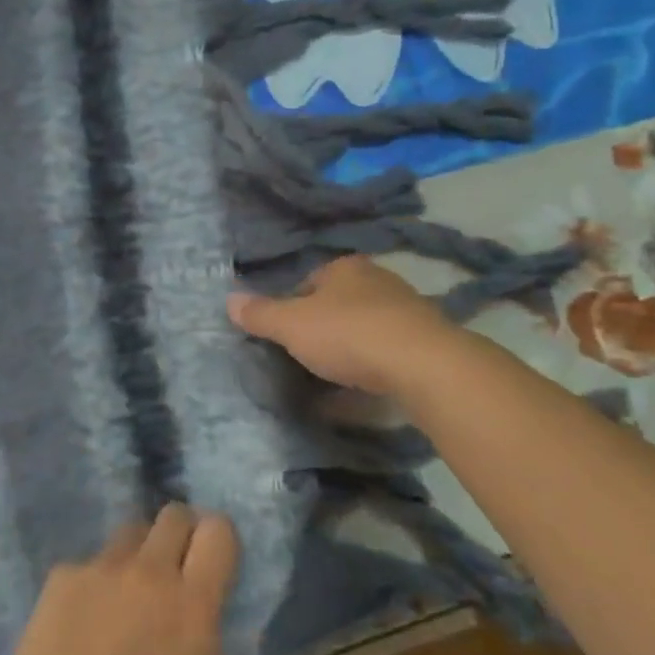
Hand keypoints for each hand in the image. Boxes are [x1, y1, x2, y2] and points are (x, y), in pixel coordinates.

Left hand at [0, 505, 309, 654]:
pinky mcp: (63, 574)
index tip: (216, 560)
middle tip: (178, 569)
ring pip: (132, 530)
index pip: (217, 529)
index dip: (219, 537)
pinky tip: (88, 619)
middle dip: (182, 532)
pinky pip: (90, 560)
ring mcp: (103, 567)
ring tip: (133, 590)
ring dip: (141, 549)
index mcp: (193, 601)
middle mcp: (150, 570)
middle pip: (174, 513)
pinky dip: (98, 578)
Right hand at [228, 256, 451, 394]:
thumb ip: (260, 314)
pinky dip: (374, 365)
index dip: (292, 306)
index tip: (284, 334)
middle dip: (322, 326)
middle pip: (338, 303)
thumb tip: (229, 300)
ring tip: (333, 375)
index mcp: (345, 267)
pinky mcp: (426, 340)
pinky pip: (388, 350)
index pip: (308, 281)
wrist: (423, 364)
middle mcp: (378, 279)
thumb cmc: (348, 334)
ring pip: (365, 326)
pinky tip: (364, 387)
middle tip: (305, 355)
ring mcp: (406, 309)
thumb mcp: (292, 325)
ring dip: (350, 347)